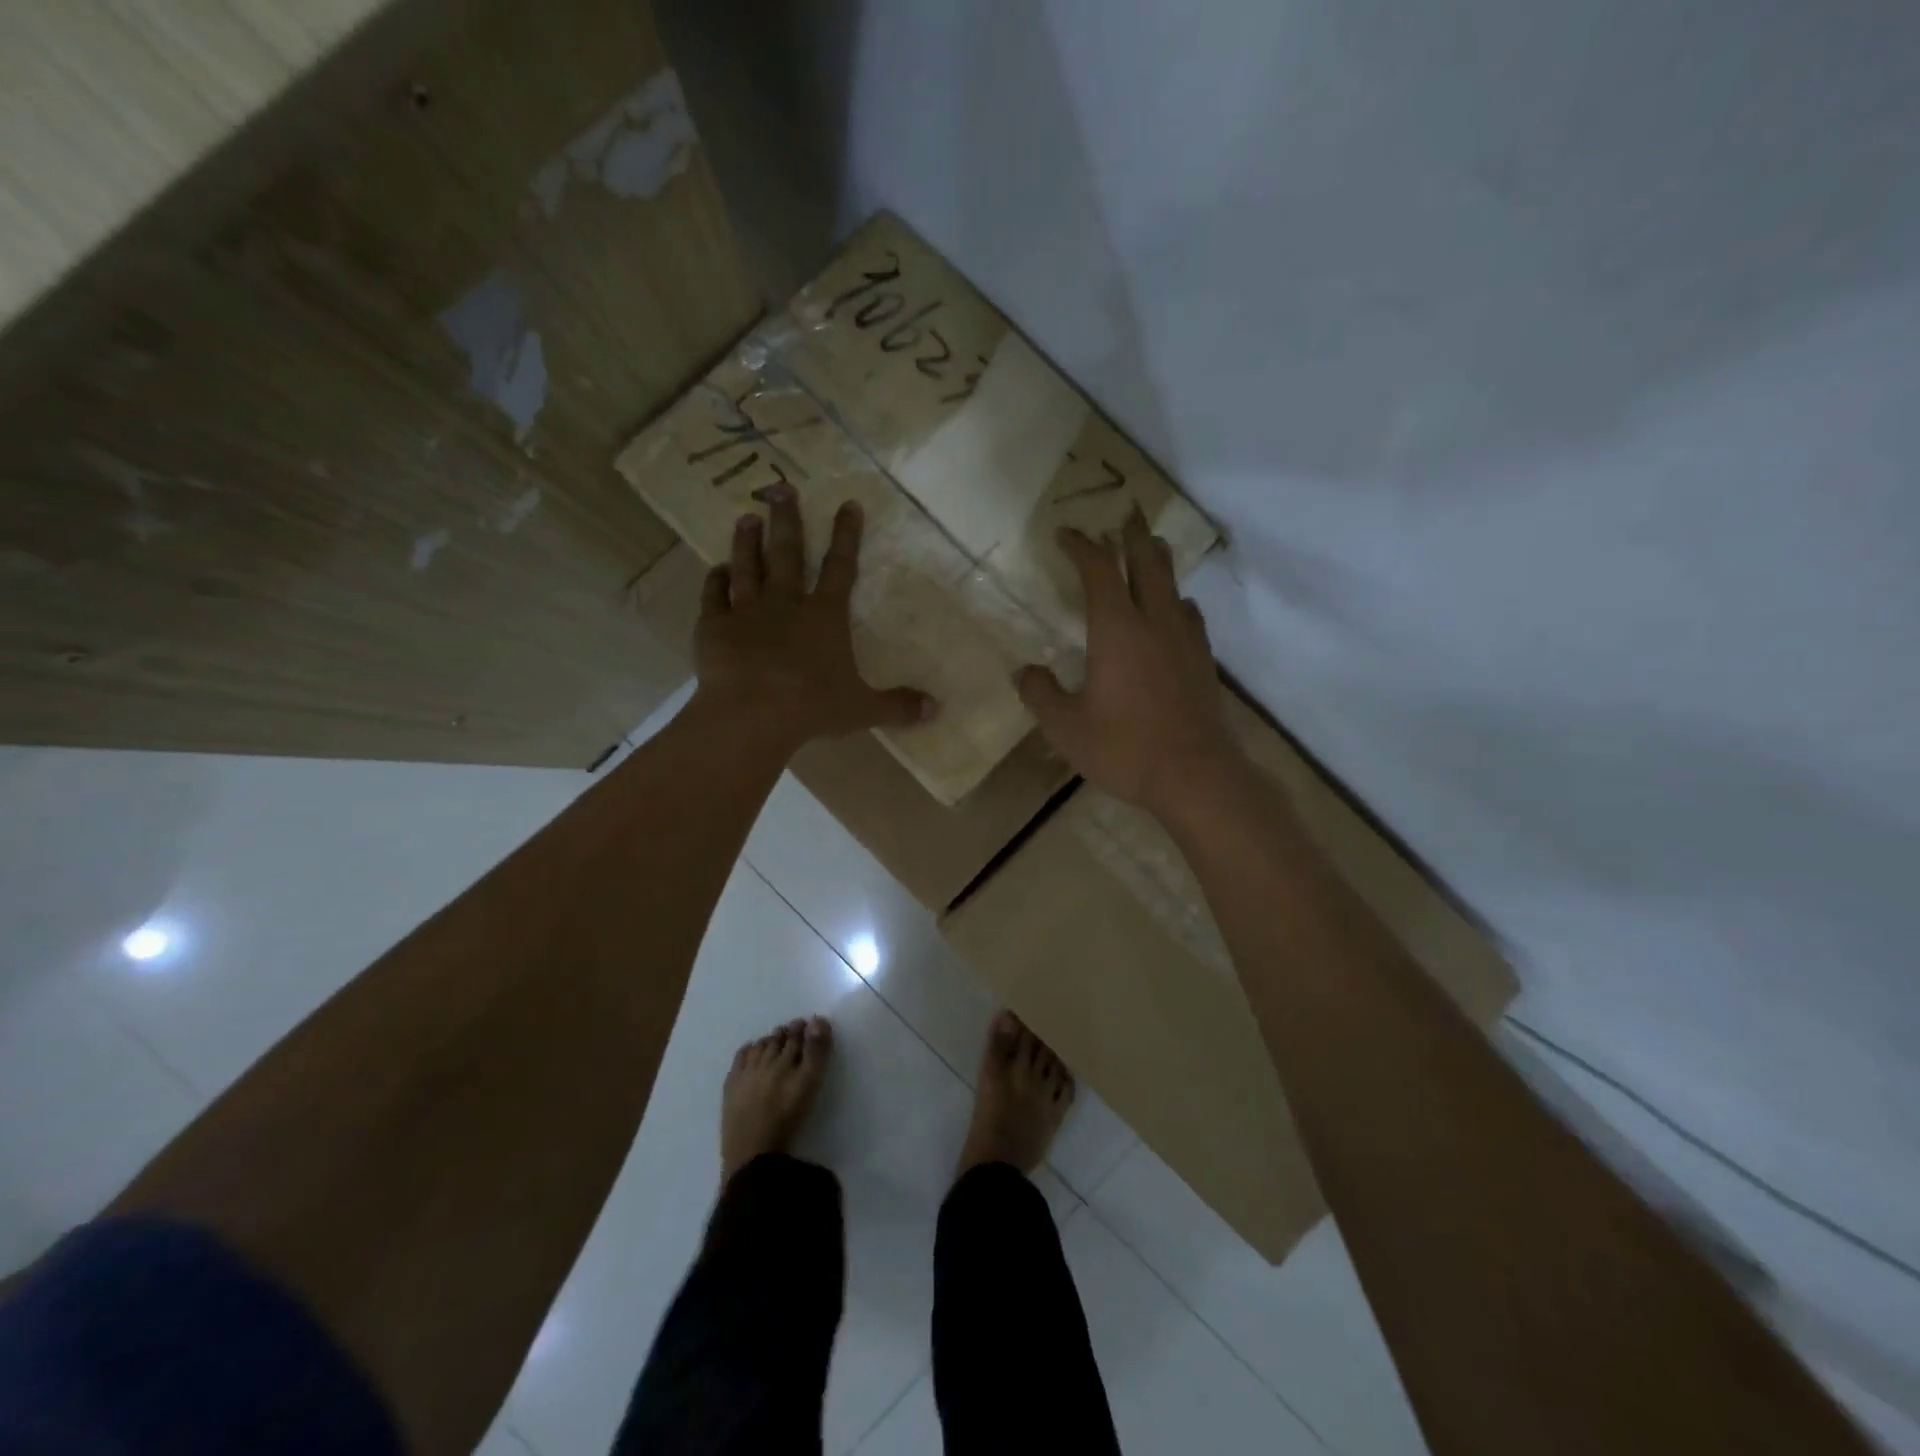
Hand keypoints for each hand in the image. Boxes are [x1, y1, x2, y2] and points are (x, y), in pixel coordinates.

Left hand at [693, 486, 934, 747]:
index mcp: (825, 616)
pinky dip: (715, 580)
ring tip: (747, 517)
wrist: (751, 714)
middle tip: (782, 489)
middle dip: (788, 520)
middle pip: (788, 553)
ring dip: (748, 541)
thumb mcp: (862, 709)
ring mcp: (746, 612)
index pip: (841, 567)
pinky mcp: (715, 627)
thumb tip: (934, 709)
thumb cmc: (812, 707)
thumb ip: (896, 706)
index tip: (848, 504)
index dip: (847, 535)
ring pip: (748, 566)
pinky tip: (716, 569)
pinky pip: (714, 596)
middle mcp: (786, 604)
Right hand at [1017, 512, 1243, 818]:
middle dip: (1132, 535)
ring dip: (1158, 561)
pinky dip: (1175, 600)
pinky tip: (1173, 612)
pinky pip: (1189, 615)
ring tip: (1150, 550)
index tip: (1065, 533)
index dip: (1081, 545)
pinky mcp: (1204, 661)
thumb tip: (1024, 672)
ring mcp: (1185, 640)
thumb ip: (1040, 694)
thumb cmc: (1124, 748)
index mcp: (1116, 629)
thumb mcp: (1066, 727)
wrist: (1195, 776)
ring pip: (1173, 584)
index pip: (1098, 569)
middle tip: (1125, 514)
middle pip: (1147, 561)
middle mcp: (1154, 622)